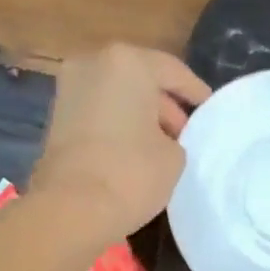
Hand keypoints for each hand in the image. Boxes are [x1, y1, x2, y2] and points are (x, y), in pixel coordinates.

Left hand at [29, 44, 210, 238]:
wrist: (72, 207)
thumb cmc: (132, 173)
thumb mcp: (175, 157)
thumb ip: (176, 138)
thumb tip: (165, 139)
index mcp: (128, 63)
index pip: (173, 71)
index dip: (196, 92)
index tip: (211, 110)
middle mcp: (94, 63)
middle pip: (141, 79)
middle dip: (166, 105)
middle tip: (187, 133)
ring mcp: (70, 88)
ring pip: (118, 95)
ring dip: (141, 116)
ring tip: (164, 146)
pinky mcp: (58, 116)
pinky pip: (100, 112)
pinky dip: (120, 125)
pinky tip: (137, 151)